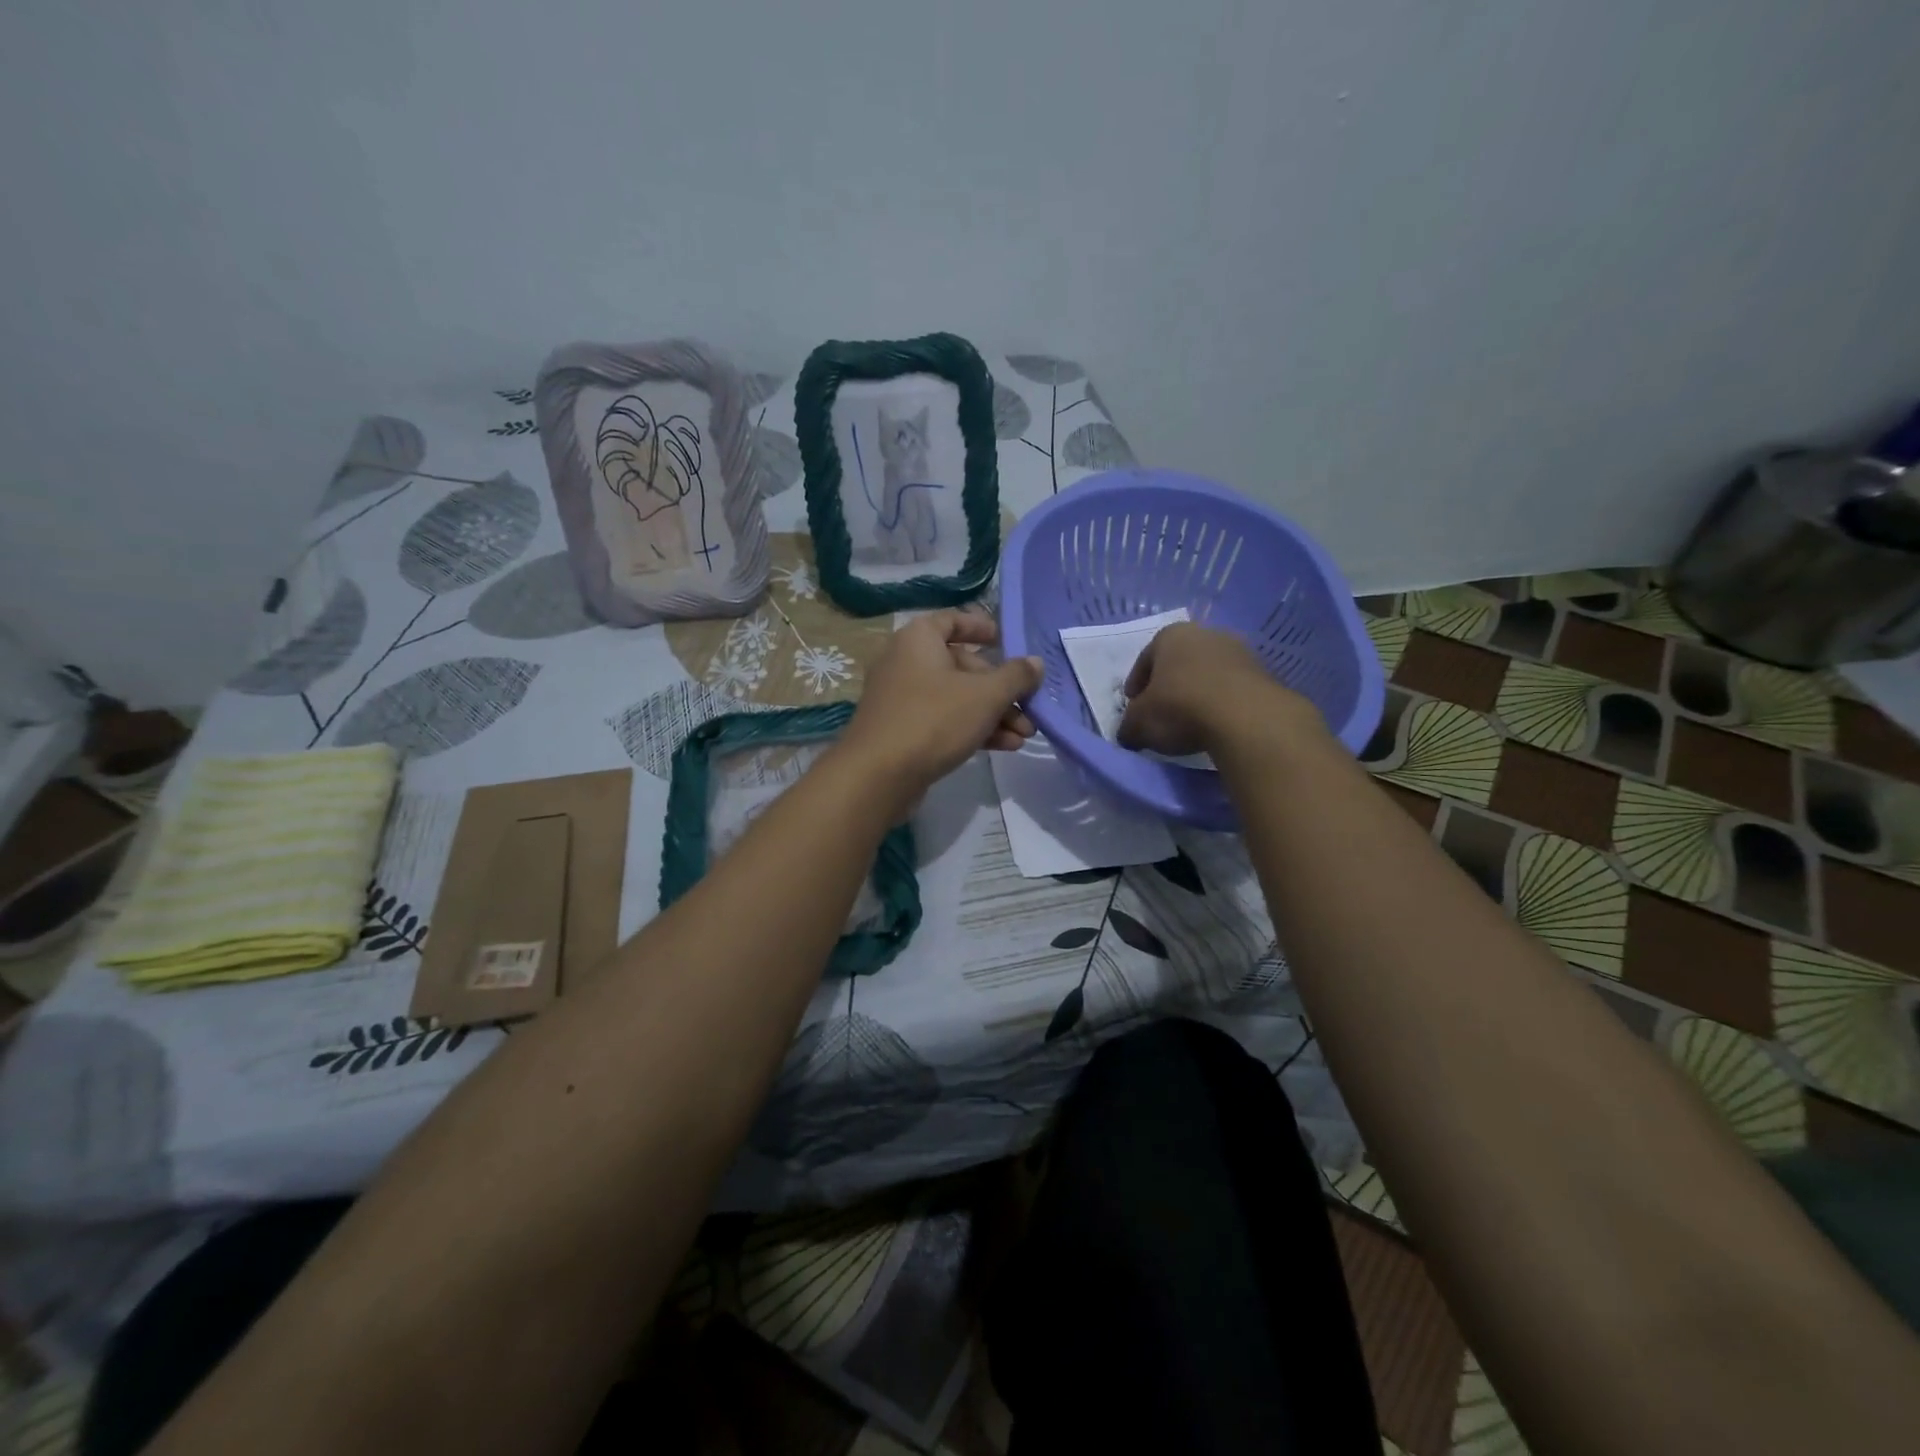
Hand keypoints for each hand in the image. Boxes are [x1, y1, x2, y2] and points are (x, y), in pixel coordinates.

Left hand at [840, 608, 1041, 804]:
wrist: (879, 775)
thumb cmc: (934, 720)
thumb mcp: (985, 695)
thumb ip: (1015, 676)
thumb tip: (1035, 663)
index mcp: (918, 639)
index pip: (953, 621)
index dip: (981, 628)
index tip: (1006, 642)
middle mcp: (905, 662)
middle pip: (962, 666)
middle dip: (1001, 690)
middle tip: (1029, 709)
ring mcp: (901, 698)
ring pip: (956, 698)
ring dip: (993, 714)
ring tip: (1024, 735)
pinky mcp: (902, 730)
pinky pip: (943, 721)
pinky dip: (972, 729)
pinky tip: (1005, 746)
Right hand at [1117, 622, 1320, 755]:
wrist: (1246, 717)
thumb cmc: (1181, 707)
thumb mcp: (1139, 723)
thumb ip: (1128, 726)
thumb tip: (1128, 734)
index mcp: (1171, 635)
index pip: (1145, 659)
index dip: (1136, 686)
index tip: (1134, 708)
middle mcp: (1206, 633)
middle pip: (1179, 662)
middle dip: (1169, 686)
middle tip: (1162, 714)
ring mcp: (1239, 650)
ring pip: (1208, 673)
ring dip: (1198, 693)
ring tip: (1192, 722)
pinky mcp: (1264, 673)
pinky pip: (1232, 688)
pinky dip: (1222, 702)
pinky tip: (1217, 724)